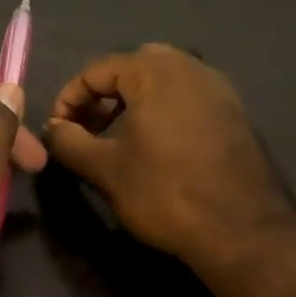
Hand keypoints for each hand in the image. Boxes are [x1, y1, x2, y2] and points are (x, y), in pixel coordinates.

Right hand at [44, 44, 295, 279]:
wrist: (243, 229)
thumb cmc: (165, 191)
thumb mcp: (104, 168)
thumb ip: (69, 141)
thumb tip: (52, 128)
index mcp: (154, 70)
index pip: (96, 70)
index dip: (68, 99)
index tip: (58, 131)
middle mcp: (190, 67)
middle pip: (131, 67)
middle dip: (103, 95)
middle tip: (88, 128)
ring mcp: (218, 88)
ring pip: (162, 81)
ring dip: (133, 102)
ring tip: (117, 139)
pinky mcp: (235, 113)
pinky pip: (187, 98)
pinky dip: (162, 111)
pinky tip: (156, 148)